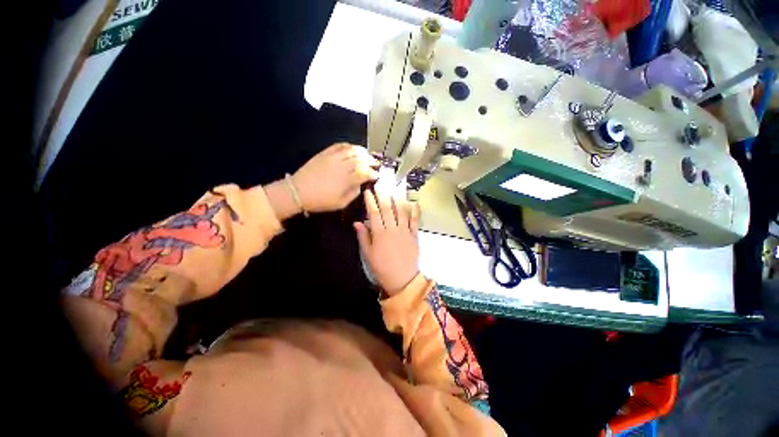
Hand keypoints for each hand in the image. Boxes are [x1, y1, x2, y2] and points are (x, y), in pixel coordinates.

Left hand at [293, 143, 379, 212]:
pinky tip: (352, 149)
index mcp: (346, 180)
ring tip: (367, 155)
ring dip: (362, 151)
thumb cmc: (320, 201)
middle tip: (375, 163)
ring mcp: (333, 157)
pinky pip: (339, 145)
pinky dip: (349, 146)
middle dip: (370, 161)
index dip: (373, 173)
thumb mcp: (341, 203)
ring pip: (352, 150)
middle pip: (361, 159)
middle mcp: (342, 166)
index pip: (365, 172)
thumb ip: (354, 193)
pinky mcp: (325, 153)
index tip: (376, 175)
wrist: (298, 192)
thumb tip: (361, 185)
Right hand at [354, 181, 420, 295]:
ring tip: (396, 187)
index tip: (368, 191)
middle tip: (381, 183)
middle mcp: (392, 229)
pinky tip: (414, 202)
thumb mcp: (368, 254)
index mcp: (380, 234)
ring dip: (398, 198)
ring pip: (401, 211)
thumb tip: (357, 223)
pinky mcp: (414, 235)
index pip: (374, 213)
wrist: (402, 279)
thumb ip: (364, 237)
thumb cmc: (382, 268)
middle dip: (383, 194)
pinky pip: (415, 221)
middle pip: (387, 208)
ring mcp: (405, 231)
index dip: (370, 201)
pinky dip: (415, 211)